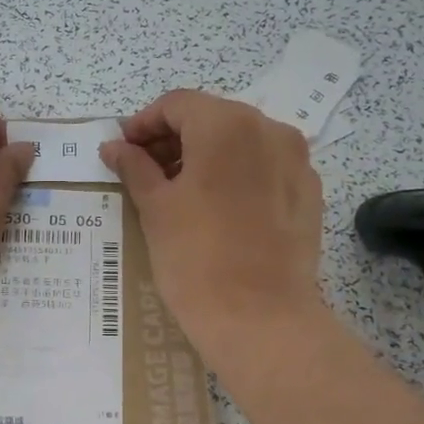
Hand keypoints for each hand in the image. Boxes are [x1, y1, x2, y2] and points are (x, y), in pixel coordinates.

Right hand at [100, 90, 324, 359]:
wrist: (260, 319)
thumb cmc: (196, 258)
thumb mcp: (155, 209)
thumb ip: (134, 167)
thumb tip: (114, 146)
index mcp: (226, 124)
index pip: (177, 104)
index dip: (144, 122)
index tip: (123, 149)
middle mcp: (269, 129)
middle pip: (212, 118)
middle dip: (175, 138)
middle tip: (145, 170)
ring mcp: (297, 161)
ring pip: (242, 141)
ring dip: (207, 155)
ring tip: (180, 190)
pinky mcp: (309, 193)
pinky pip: (266, 168)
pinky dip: (238, 174)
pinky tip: (219, 207)